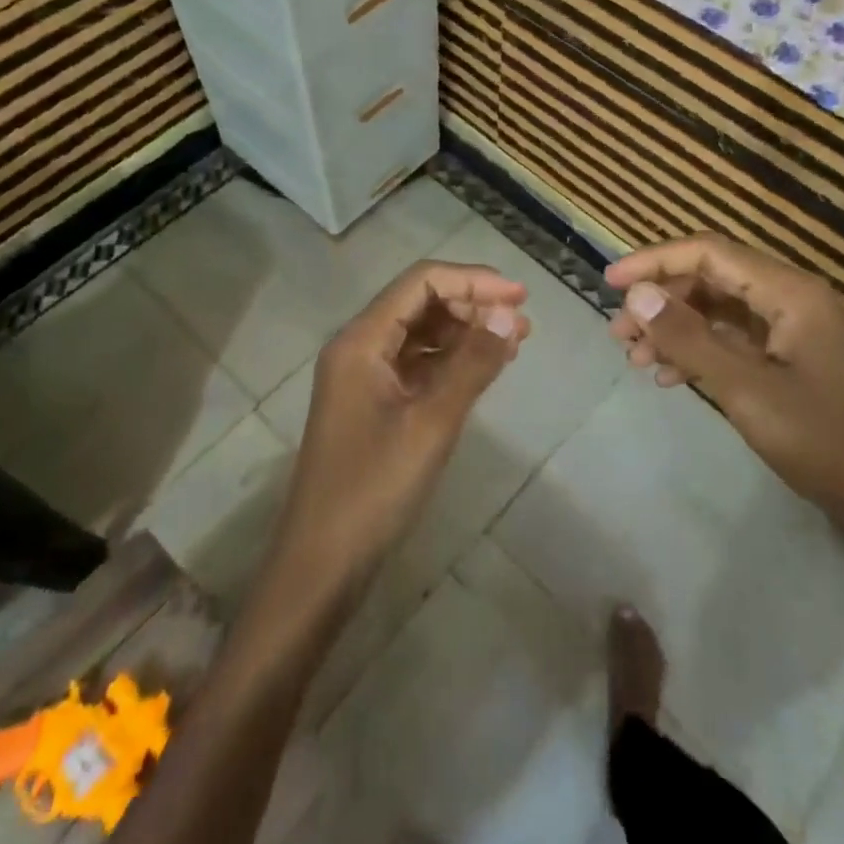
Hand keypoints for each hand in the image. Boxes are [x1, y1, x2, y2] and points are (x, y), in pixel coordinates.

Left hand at [275, 261, 530, 604]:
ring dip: (465, 332)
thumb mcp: (431, 423)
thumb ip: (471, 364)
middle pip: (419, 303)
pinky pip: (416, 365)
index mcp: (361, 341)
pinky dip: (450, 361)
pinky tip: (483, 370)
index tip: (519, 297)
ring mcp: (363, 378)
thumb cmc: (373, 488)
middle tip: (522, 323)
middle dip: (472, 304)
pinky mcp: (372, 405)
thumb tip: (508, 314)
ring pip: (420, 334)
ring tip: (513, 342)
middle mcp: (358, 348)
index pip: (421, 282)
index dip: (473, 280)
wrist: (322, 563)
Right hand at [606, 233, 843, 530]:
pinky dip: (695, 351)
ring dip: (672, 328)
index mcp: (789, 292)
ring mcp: (790, 329)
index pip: (709, 253)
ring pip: (715, 310)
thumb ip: (688, 337)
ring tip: (632, 356)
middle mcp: (790, 298)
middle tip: (619, 332)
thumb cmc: (820, 440)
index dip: (655, 261)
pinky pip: (729, 339)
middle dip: (660, 301)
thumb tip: (637, 294)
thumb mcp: (745, 388)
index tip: (610, 282)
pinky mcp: (786, 358)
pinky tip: (666, 376)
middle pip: (709, 278)